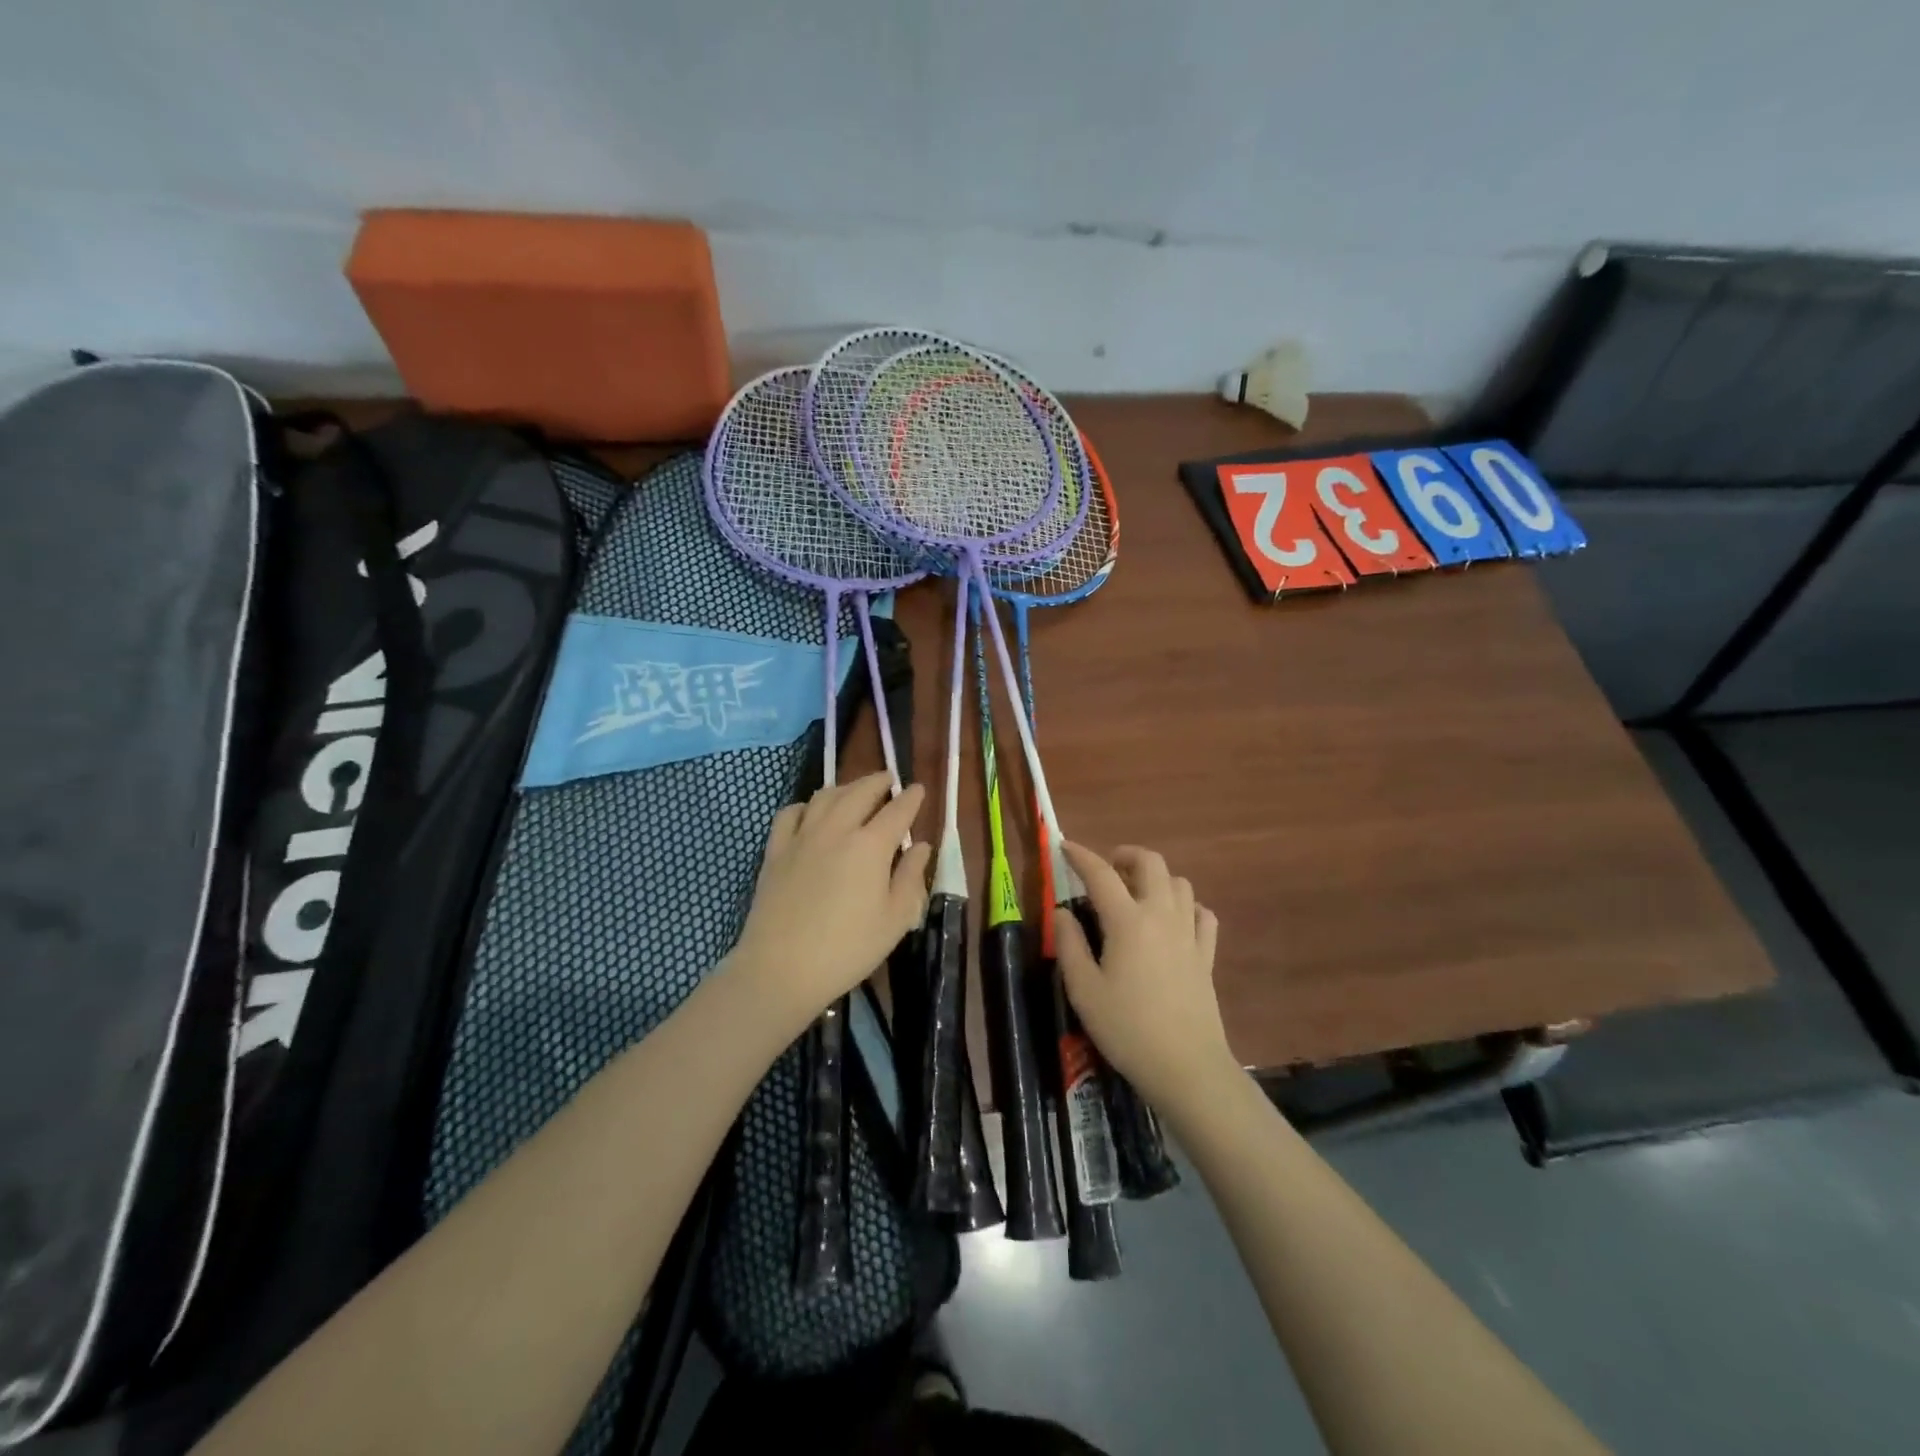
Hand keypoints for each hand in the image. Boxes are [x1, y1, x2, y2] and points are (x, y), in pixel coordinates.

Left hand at [727, 772, 930, 1034]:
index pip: (897, 810)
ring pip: (825, 796)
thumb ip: (910, 878)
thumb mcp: (894, 920)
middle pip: (860, 792)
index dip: (911, 798)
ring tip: (855, 791)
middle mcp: (837, 829)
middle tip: (888, 779)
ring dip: (845, 787)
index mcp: (871, 845)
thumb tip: (921, 846)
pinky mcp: (775, 851)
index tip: (919, 789)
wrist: (781, 969)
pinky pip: (790, 814)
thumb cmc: (848, 949)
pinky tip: (811, 812)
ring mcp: (802, 837)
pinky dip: (806, 805)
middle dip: (878, 782)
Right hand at [1054, 843, 1232, 1119]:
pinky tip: (1173, 921)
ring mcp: (1189, 933)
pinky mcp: (1206, 955)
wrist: (1186, 1067)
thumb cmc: (1127, 1028)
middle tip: (1107, 868)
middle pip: (1151, 863)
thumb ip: (1069, 945)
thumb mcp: (1083, 990)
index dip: (1080, 856)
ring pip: (1179, 883)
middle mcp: (1161, 915)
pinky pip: (1202, 914)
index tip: (1064, 847)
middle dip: (1126, 855)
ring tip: (1136, 894)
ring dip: (1156, 878)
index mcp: (1127, 921)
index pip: (1101, 873)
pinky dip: (1186, 906)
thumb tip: (1062, 912)